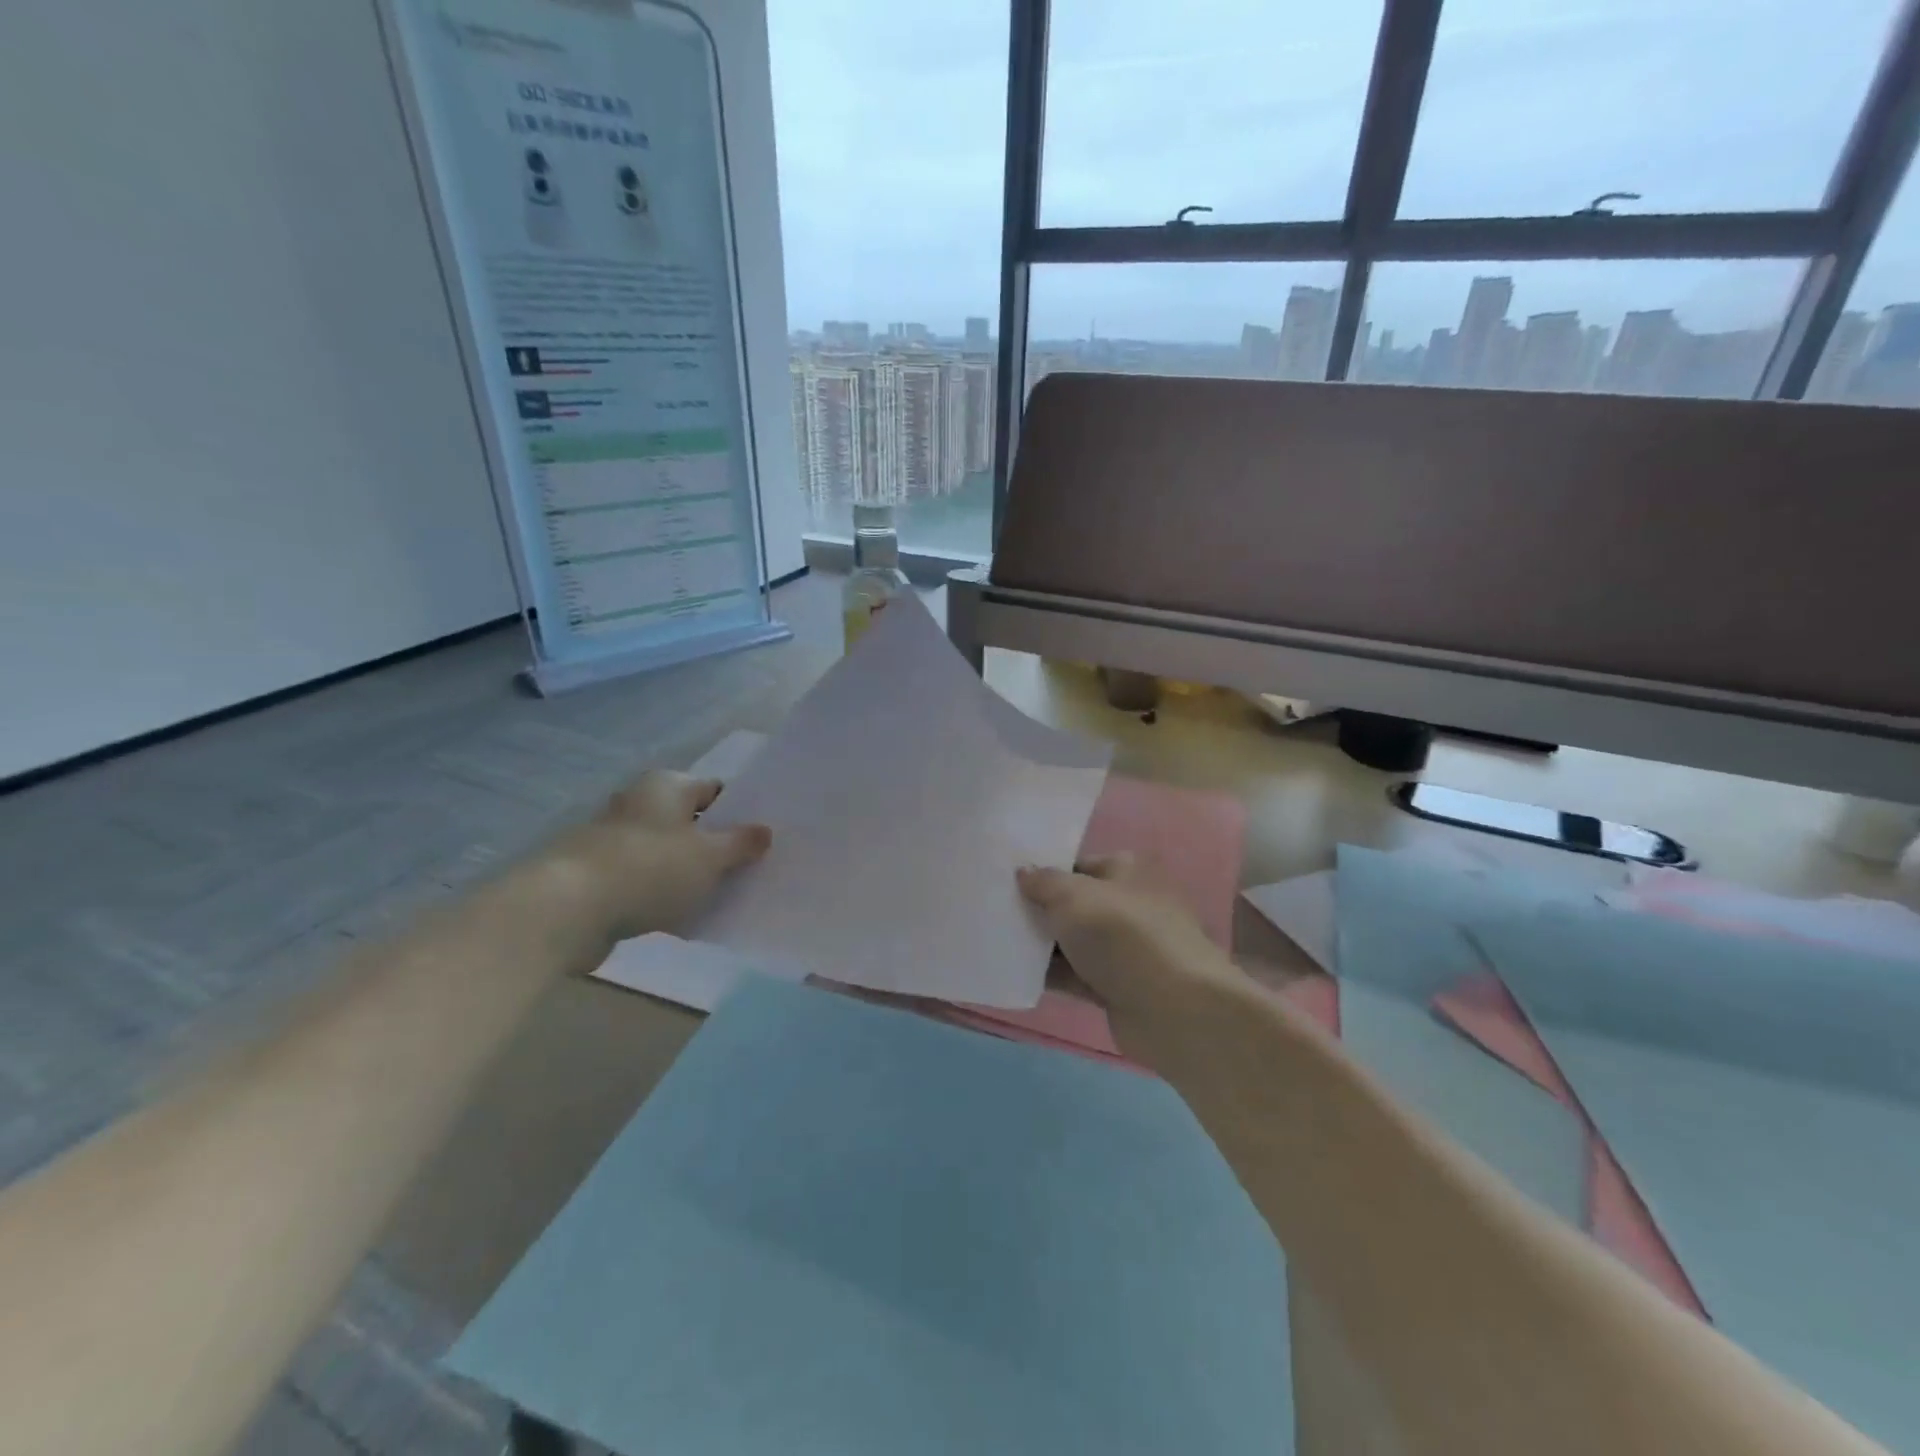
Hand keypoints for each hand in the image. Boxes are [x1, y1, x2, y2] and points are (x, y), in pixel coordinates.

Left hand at [544, 770, 770, 946]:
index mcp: (666, 786)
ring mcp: (615, 840)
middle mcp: (639, 803)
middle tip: (751, 867)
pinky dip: (663, 893)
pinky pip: (645, 880)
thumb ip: (740, 844)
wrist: (568, 911)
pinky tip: (685, 915)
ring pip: (667, 853)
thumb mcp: (710, 857)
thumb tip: (764, 831)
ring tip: (723, 894)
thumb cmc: (649, 869)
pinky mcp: (600, 876)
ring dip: (690, 872)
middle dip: (717, 844)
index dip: (741, 812)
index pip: (715, 790)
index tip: (763, 837)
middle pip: (690, 822)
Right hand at [1016, 855, 1250, 1065]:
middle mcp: (1128, 905)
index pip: (1077, 865)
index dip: (1043, 872)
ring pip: (1073, 941)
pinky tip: (1015, 974)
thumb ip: (1043, 882)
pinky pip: (1075, 975)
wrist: (1172, 1008)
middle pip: (1073, 904)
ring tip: (994, 942)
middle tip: (993, 912)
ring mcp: (1124, 949)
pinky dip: (1051, 975)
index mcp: (1126, 871)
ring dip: (1041, 945)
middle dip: (1038, 910)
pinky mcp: (1117, 987)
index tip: (1006, 882)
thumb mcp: (1073, 896)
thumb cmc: (1122, 935)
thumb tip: (1023, 872)